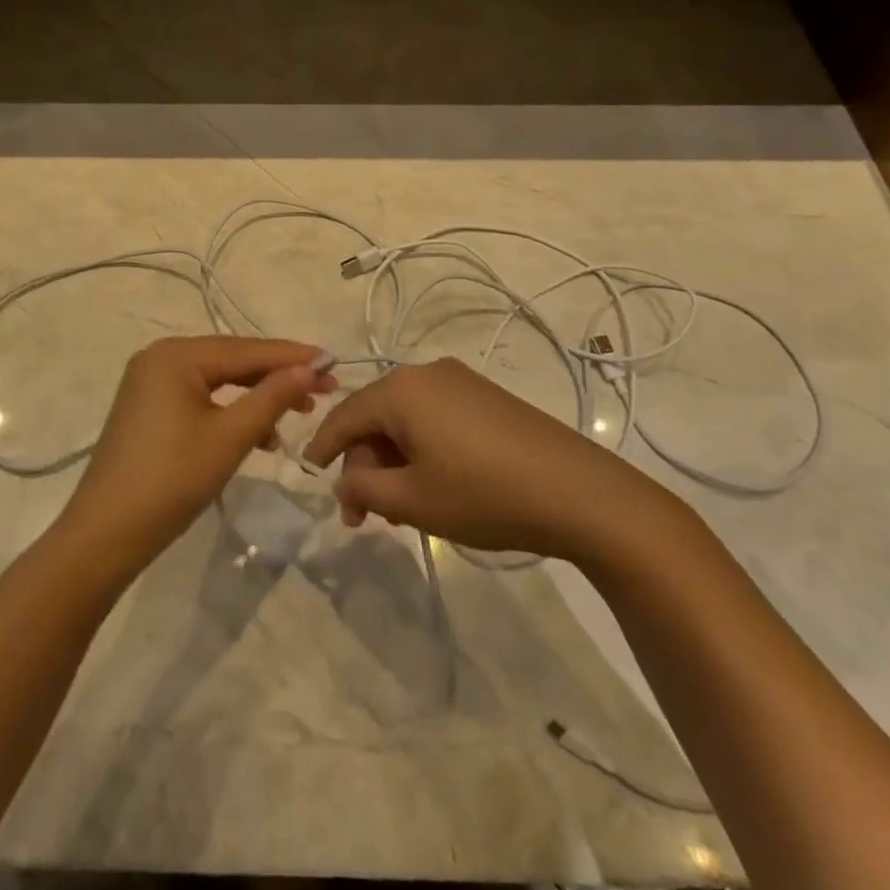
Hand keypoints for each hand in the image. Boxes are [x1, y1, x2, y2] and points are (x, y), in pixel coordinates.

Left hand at [57, 337, 335, 573]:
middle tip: (324, 391)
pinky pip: (200, 398)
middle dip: (277, 377)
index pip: (247, 349)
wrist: (105, 534)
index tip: (334, 363)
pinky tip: (258, 435)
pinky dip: (230, 412)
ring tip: (297, 414)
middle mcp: (160, 358)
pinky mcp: (148, 409)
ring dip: (256, 397)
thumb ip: (272, 397)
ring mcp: (150, 384)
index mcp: (176, 355)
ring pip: (218, 381)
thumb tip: (309, 368)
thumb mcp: (230, 437)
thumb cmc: (172, 479)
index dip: (293, 357)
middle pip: (232, 361)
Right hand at [301, 357, 671, 563]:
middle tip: (364, 516)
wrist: (579, 492)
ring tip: (400, 507)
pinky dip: (421, 448)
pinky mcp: (486, 396)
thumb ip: (363, 488)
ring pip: (406, 419)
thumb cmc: (483, 494)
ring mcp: (460, 381)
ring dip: (393, 460)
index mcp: (400, 389)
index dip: (323, 448)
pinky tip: (433, 484)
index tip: (310, 476)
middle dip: (364, 464)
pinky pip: (435, 417)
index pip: (344, 416)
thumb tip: (343, 479)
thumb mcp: (412, 500)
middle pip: (375, 417)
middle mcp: (426, 373)